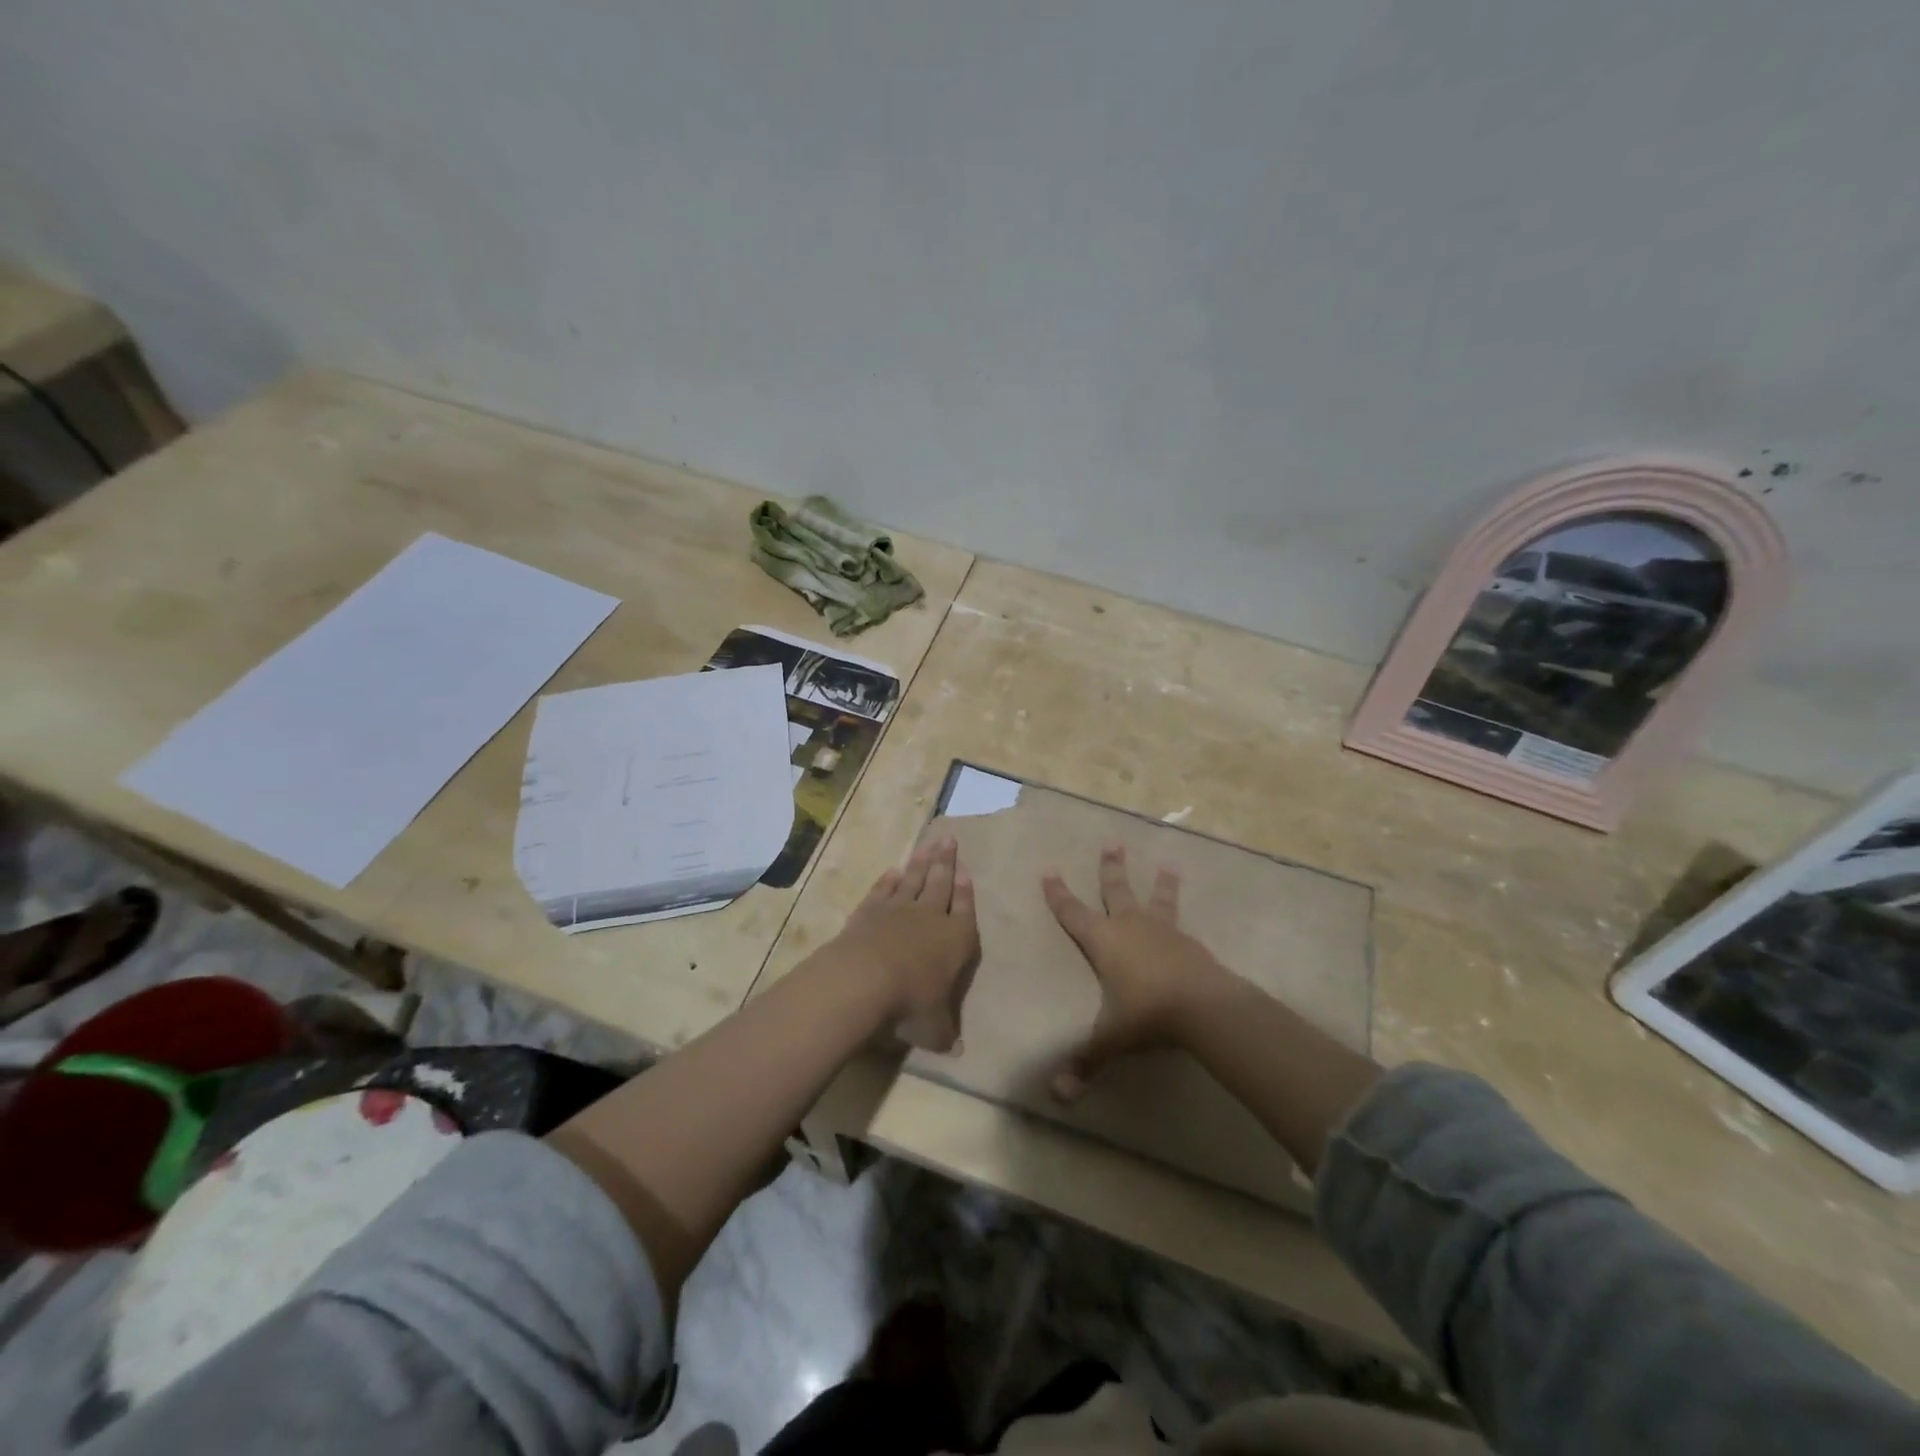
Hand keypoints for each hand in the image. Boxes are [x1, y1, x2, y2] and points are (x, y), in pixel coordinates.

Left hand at [825, 835, 978, 1051]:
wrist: (865, 979)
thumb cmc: (911, 1003)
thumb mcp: (935, 1028)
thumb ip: (946, 1033)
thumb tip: (957, 1051)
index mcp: (956, 939)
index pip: (964, 909)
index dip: (966, 890)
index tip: (967, 870)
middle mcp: (930, 917)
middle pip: (940, 883)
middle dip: (946, 861)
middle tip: (949, 838)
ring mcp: (898, 910)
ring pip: (913, 879)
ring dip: (921, 862)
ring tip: (928, 844)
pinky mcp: (869, 911)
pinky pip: (882, 891)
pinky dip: (887, 880)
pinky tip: (892, 871)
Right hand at [1042, 844, 1235, 1100]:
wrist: (1203, 1007)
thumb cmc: (1146, 1014)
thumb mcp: (1111, 1039)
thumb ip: (1085, 1062)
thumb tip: (1058, 1097)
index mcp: (1103, 941)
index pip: (1073, 912)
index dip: (1058, 894)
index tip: (1049, 870)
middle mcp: (1131, 926)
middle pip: (1116, 890)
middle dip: (1110, 868)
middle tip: (1112, 842)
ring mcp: (1163, 931)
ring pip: (1156, 899)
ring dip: (1160, 882)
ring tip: (1168, 864)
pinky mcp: (1190, 943)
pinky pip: (1181, 924)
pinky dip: (1180, 916)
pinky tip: (1186, 922)